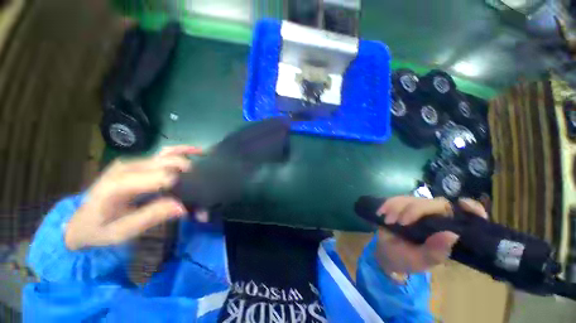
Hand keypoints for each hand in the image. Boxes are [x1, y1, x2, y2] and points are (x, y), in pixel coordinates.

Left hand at [64, 146, 203, 250]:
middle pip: (169, 164)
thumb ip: (151, 217)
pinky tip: (197, 151)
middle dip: (190, 176)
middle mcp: (127, 167)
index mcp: (119, 184)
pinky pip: (163, 152)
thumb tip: (183, 207)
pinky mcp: (138, 162)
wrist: (79, 221)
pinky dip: (182, 150)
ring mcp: (133, 162)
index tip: (195, 203)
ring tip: (207, 166)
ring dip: (190, 160)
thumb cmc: (98, 229)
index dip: (184, 188)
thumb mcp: (121, 232)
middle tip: (203, 190)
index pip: (162, 178)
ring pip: (168, 155)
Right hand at [374, 196, 487, 275]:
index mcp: (446, 232)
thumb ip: (435, 252)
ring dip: (397, 207)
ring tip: (388, 221)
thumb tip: (452, 235)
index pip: (465, 217)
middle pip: (433, 203)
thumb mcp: (420, 261)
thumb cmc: (405, 259)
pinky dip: (388, 204)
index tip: (463, 204)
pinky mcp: (401, 206)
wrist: (385, 253)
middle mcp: (435, 218)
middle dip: (415, 210)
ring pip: (412, 199)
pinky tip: (381, 212)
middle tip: (400, 223)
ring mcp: (417, 210)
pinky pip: (395, 199)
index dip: (471, 209)